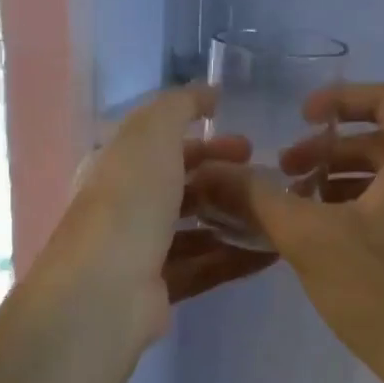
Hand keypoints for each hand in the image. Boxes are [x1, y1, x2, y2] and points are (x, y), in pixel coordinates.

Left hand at [45, 85, 276, 344]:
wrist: (106, 289)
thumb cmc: (128, 201)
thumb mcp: (151, 134)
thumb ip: (180, 106)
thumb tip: (208, 92)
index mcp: (116, 167)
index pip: (163, 147)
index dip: (205, 141)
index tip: (248, 143)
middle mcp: (125, 207)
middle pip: (182, 188)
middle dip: (225, 180)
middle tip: (268, 179)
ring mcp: (142, 251)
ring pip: (196, 230)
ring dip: (235, 219)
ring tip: (277, 213)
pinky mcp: (161, 290)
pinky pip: (206, 267)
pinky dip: (237, 258)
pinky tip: (273, 251)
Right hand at [228, 83, 383, 382]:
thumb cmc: (380, 292)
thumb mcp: (308, 238)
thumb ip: (259, 197)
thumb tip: (215, 172)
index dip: (341, 98)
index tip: (301, 116)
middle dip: (334, 151)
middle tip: (290, 172)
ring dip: (350, 182)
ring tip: (306, 209)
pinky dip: (374, 208)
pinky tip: (340, 244)